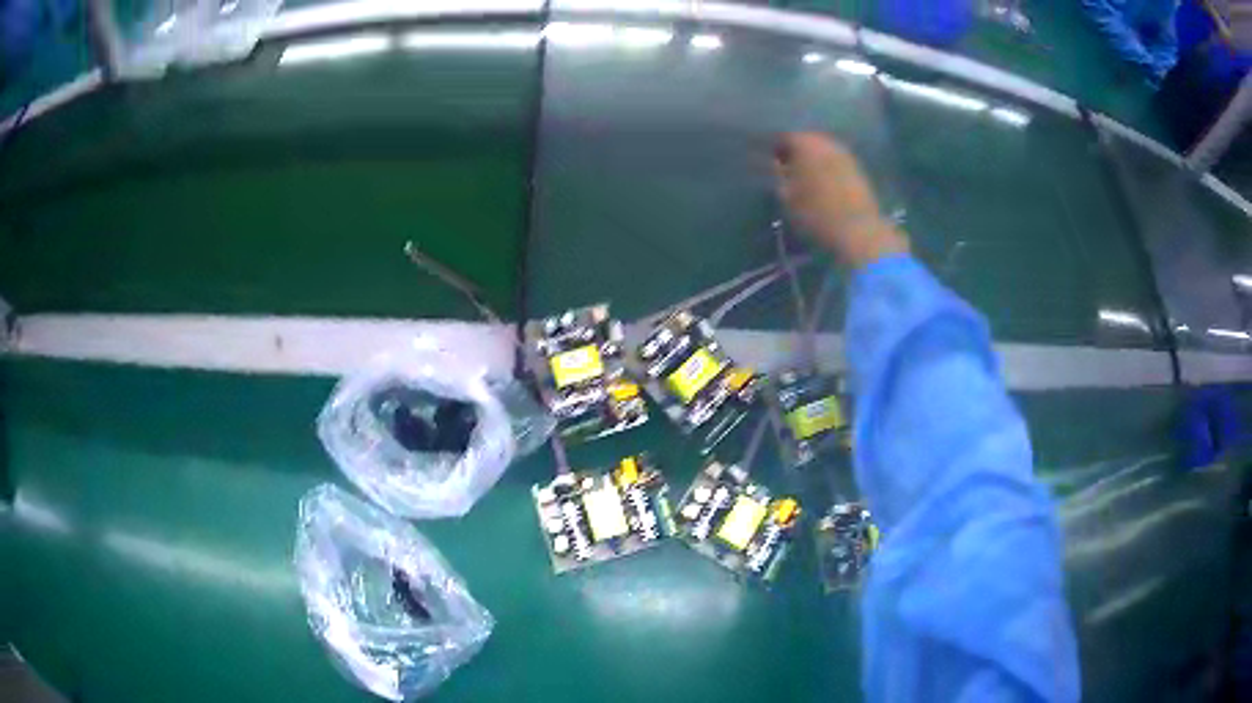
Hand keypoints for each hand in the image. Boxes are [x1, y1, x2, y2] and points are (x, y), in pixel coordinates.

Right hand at [774, 132, 907, 267]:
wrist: (859, 230)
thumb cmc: (816, 213)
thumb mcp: (787, 197)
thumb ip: (778, 175)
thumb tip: (775, 163)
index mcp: (805, 143)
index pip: (784, 137)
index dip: (775, 150)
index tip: (771, 164)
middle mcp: (826, 142)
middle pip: (806, 140)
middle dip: (796, 153)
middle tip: (787, 170)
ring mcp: (845, 154)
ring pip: (823, 151)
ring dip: (813, 161)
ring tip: (806, 179)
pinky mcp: (858, 169)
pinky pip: (836, 162)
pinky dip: (828, 169)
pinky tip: (824, 184)